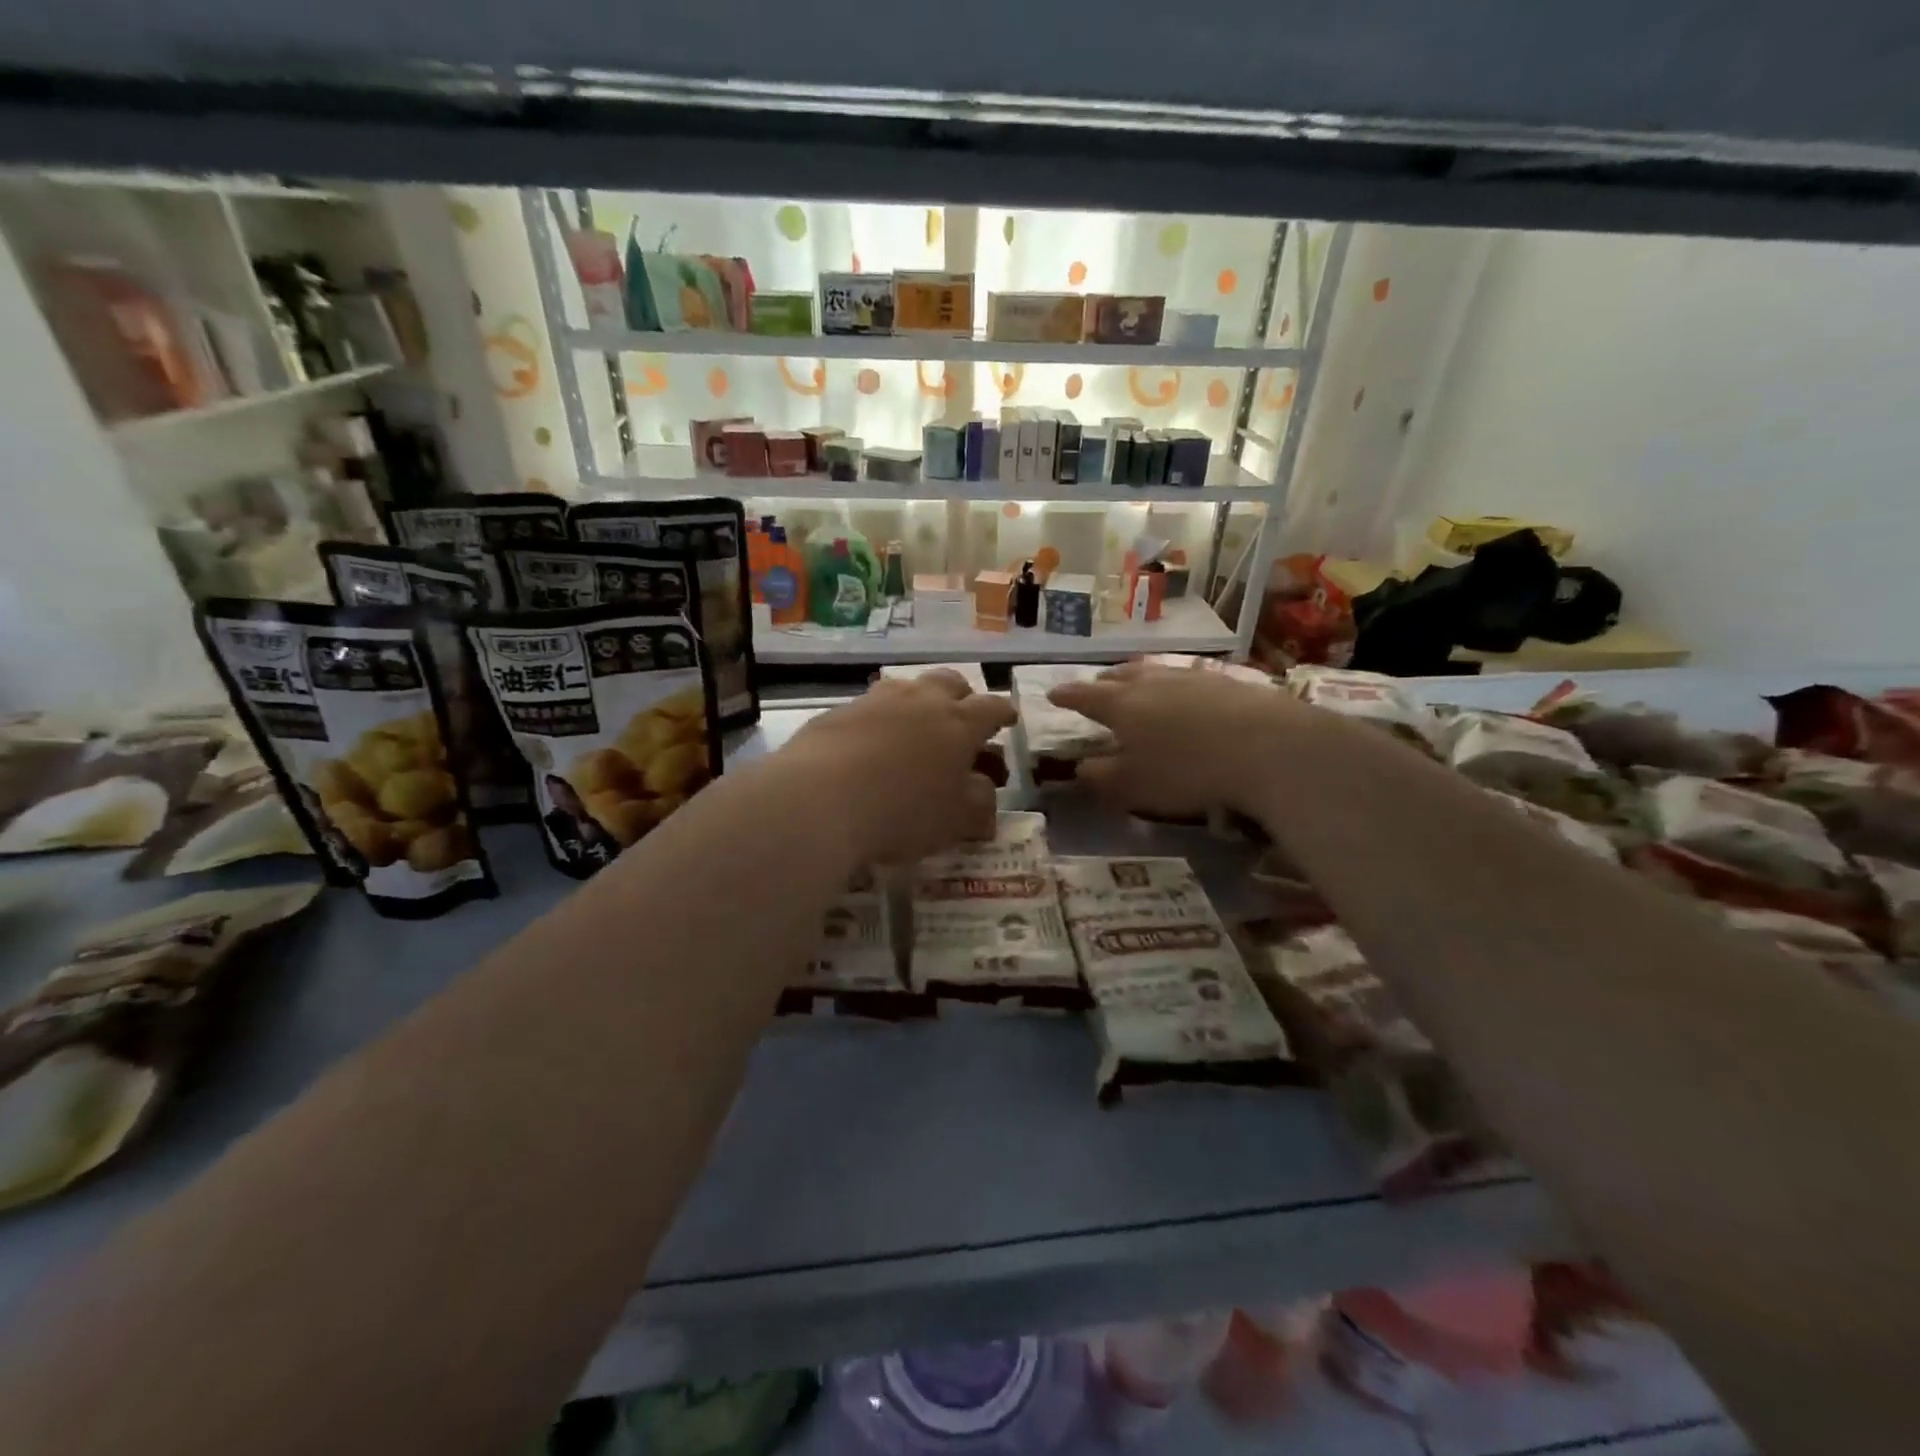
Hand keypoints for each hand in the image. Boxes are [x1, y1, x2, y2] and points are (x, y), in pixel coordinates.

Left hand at [785, 670, 1014, 862]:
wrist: (821, 799)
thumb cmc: (903, 812)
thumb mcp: (955, 820)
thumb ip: (978, 803)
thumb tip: (983, 791)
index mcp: (958, 723)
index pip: (991, 707)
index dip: (1003, 712)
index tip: (1008, 718)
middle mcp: (919, 701)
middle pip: (949, 682)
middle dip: (961, 695)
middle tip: (961, 715)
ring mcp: (874, 702)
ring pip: (905, 688)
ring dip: (916, 702)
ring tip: (913, 727)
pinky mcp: (836, 713)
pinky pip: (866, 709)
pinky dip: (876, 721)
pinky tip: (867, 746)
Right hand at [1048, 661, 1305, 818]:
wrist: (1266, 746)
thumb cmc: (1186, 770)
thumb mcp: (1133, 786)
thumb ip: (1101, 777)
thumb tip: (1081, 768)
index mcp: (1121, 705)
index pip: (1084, 696)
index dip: (1067, 696)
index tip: (1053, 695)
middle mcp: (1152, 682)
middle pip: (1120, 676)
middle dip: (1103, 682)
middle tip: (1097, 686)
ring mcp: (1191, 676)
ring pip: (1155, 671)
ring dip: (1139, 677)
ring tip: (1137, 681)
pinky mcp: (1226, 681)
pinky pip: (1188, 677)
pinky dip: (1176, 684)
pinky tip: (1187, 693)